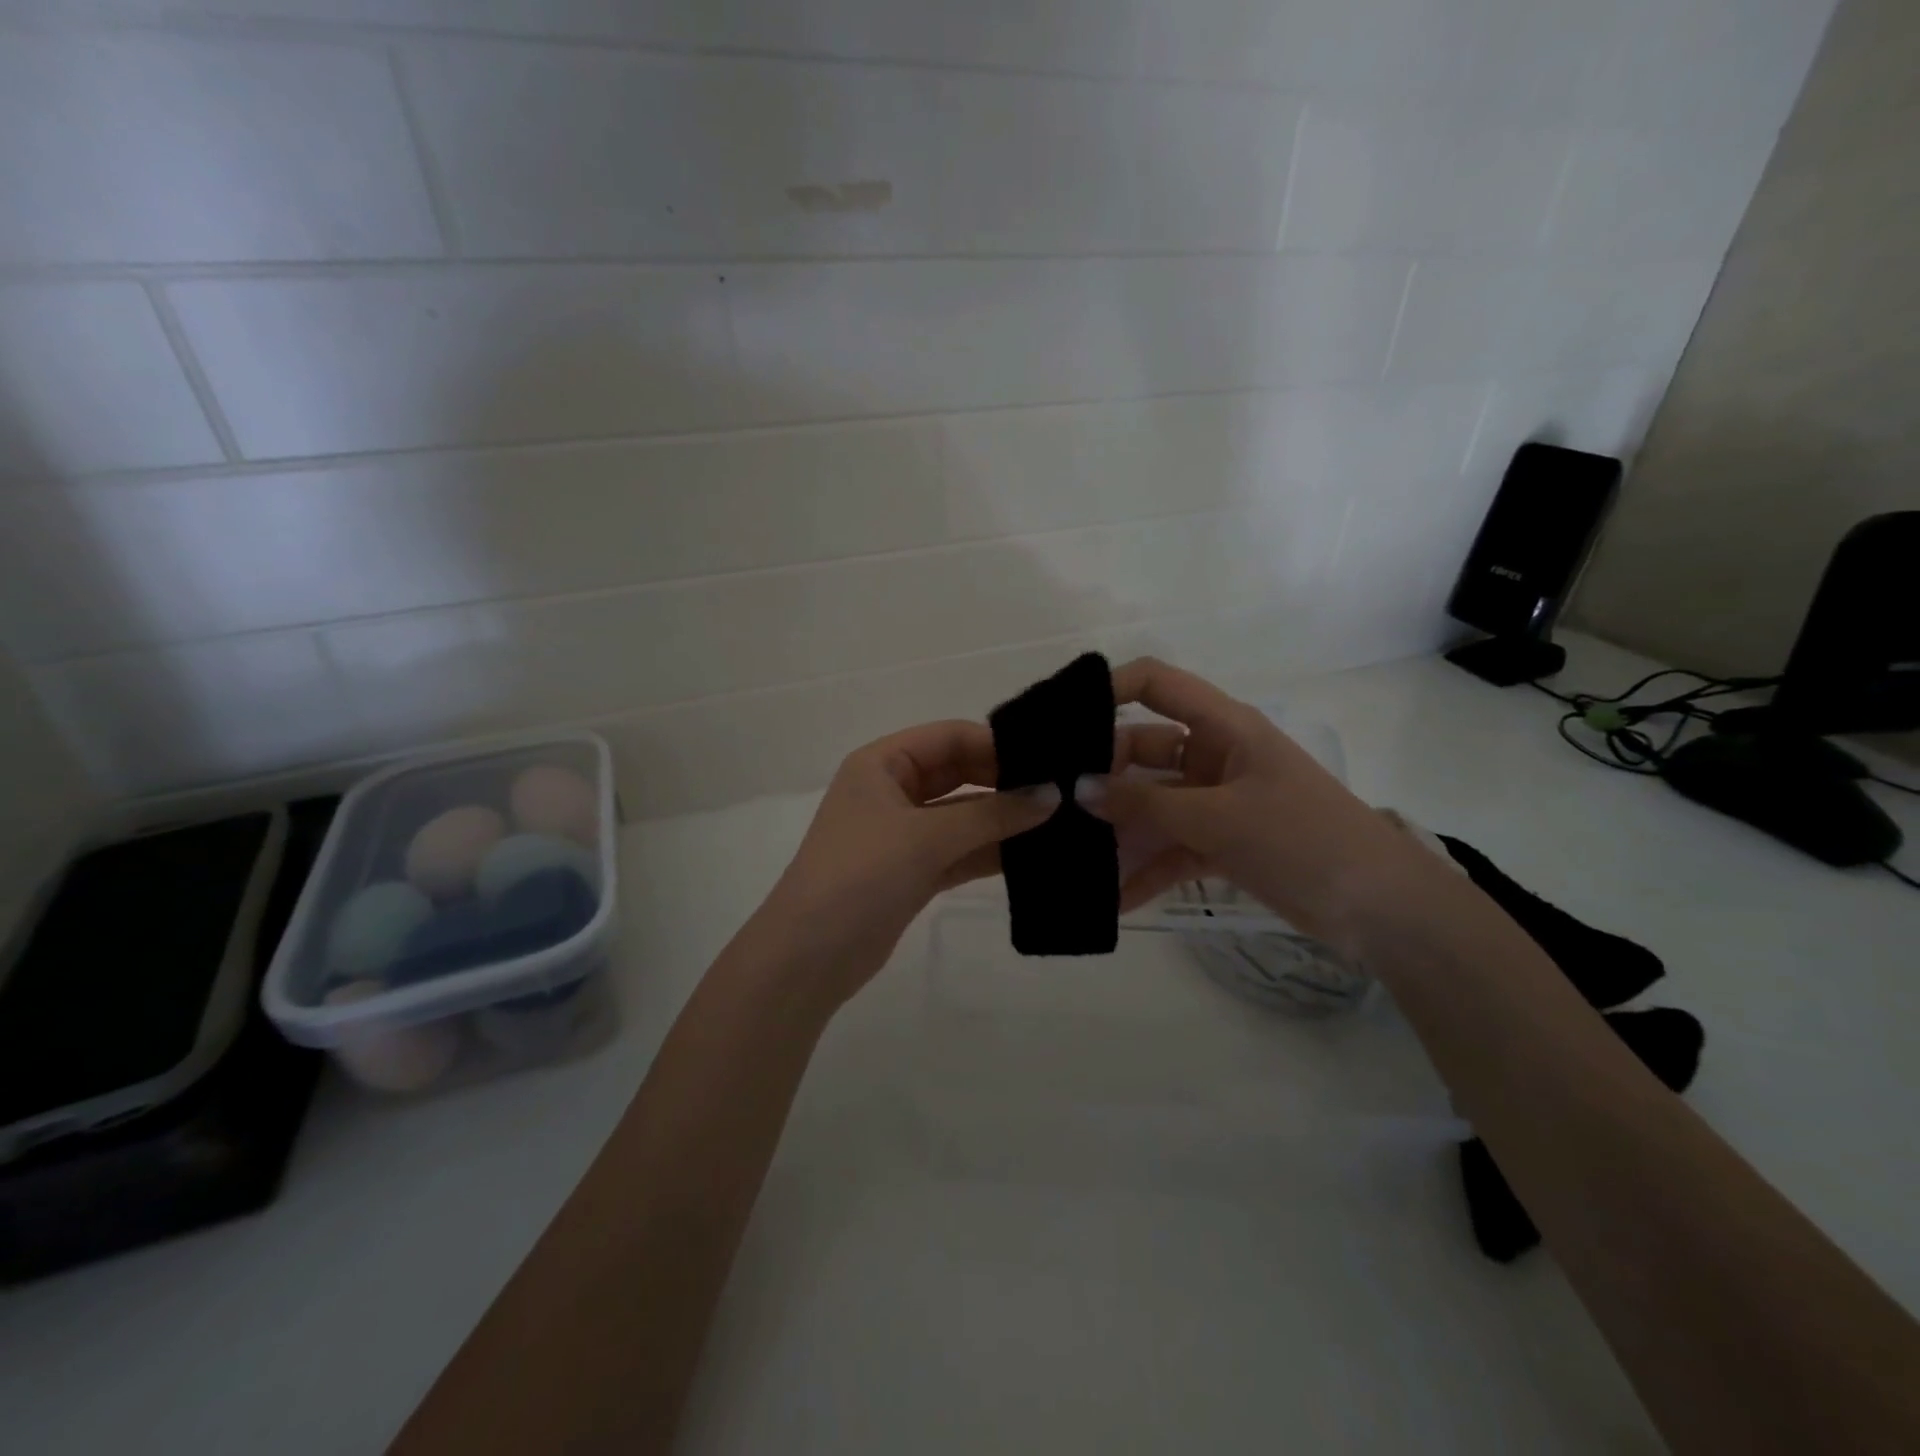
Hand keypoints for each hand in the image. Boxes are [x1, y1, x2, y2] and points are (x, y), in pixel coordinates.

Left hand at [757, 720, 1057, 1008]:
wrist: (810, 956)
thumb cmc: (860, 875)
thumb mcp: (927, 837)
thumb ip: (993, 814)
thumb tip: (1053, 794)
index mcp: (882, 764)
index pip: (949, 736)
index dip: (997, 744)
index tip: (1049, 759)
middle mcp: (892, 791)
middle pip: (959, 773)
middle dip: (1005, 782)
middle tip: (1062, 791)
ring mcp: (903, 833)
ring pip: (963, 815)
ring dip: (1004, 820)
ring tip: (1061, 821)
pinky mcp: (913, 871)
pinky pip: (960, 850)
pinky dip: (992, 851)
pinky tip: (1035, 855)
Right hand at [1082, 658, 1424, 942]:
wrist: (1383, 910)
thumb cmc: (1303, 839)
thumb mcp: (1219, 818)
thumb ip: (1146, 804)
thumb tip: (1079, 789)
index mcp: (1223, 727)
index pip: (1156, 683)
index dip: (1109, 689)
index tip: (1060, 721)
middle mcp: (1214, 755)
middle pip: (1143, 749)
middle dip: (1101, 775)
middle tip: (1052, 802)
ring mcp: (1216, 801)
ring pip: (1152, 804)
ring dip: (1117, 829)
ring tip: (1069, 854)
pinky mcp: (1221, 843)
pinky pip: (1170, 848)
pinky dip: (1145, 870)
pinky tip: (1111, 900)